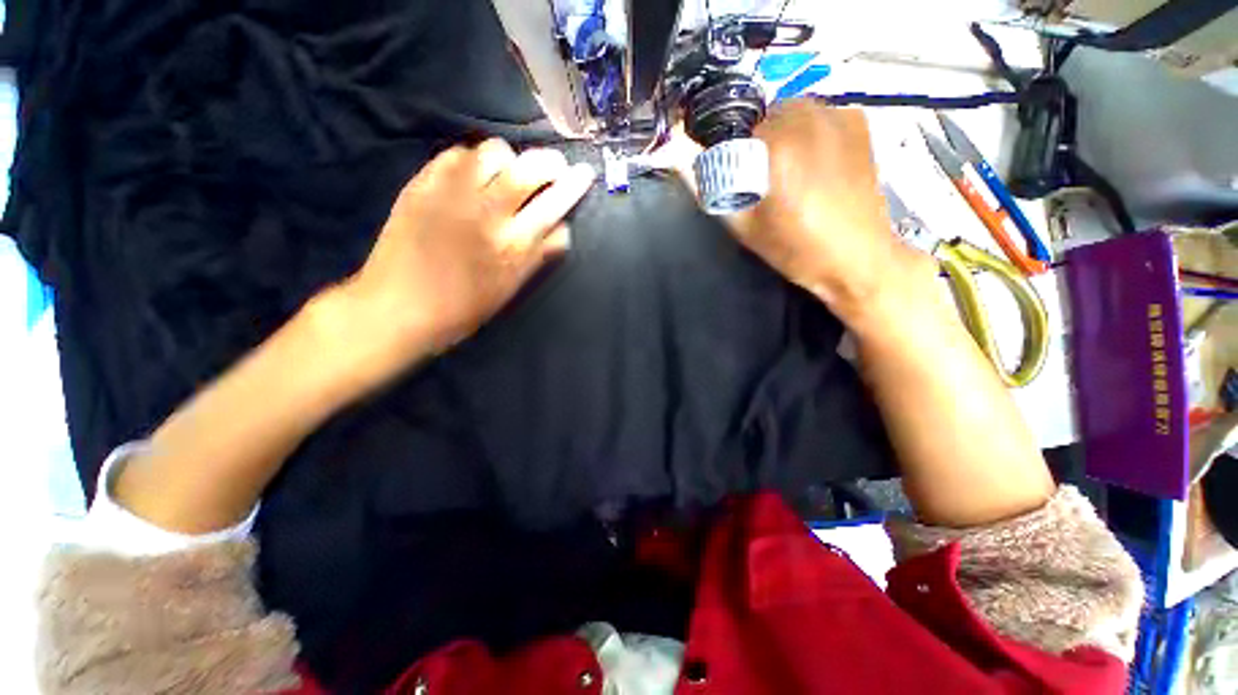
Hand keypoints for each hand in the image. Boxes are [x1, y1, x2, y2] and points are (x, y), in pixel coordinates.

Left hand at [331, 139, 594, 380]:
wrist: (397, 308)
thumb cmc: (462, 309)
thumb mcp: (510, 289)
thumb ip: (538, 256)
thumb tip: (562, 230)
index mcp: (512, 245)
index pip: (553, 205)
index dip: (573, 186)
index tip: (584, 172)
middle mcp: (486, 212)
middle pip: (527, 169)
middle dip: (548, 161)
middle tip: (555, 164)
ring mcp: (451, 194)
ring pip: (491, 152)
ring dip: (509, 158)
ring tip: (508, 172)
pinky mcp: (422, 185)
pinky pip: (455, 154)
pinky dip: (471, 159)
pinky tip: (472, 174)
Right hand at [725, 100, 931, 325]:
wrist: (858, 258)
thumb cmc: (796, 248)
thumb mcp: (744, 227)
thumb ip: (712, 191)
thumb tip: (678, 160)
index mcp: (780, 144)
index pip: (738, 129)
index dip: (733, 154)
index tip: (740, 179)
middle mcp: (811, 117)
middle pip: (767, 116)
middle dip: (759, 143)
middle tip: (766, 179)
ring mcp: (840, 115)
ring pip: (794, 113)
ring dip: (784, 136)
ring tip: (792, 173)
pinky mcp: (860, 123)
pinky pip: (820, 117)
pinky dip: (809, 133)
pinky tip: (816, 165)